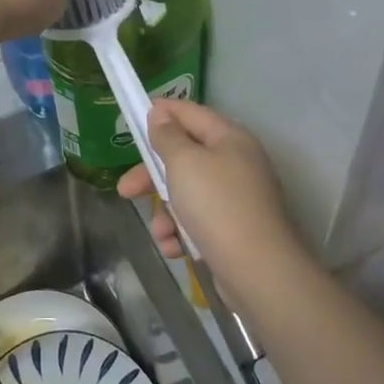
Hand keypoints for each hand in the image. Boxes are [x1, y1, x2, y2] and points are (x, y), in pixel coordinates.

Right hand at [117, 99, 301, 280]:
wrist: (258, 270)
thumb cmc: (217, 205)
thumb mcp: (184, 163)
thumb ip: (168, 136)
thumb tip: (161, 113)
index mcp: (229, 138)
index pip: (190, 113)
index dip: (162, 112)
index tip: (133, 117)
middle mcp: (236, 162)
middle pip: (184, 157)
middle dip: (152, 176)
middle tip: (125, 190)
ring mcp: (237, 198)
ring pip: (188, 193)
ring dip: (166, 212)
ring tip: (161, 233)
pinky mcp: (235, 229)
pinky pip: (200, 221)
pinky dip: (183, 233)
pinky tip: (175, 248)